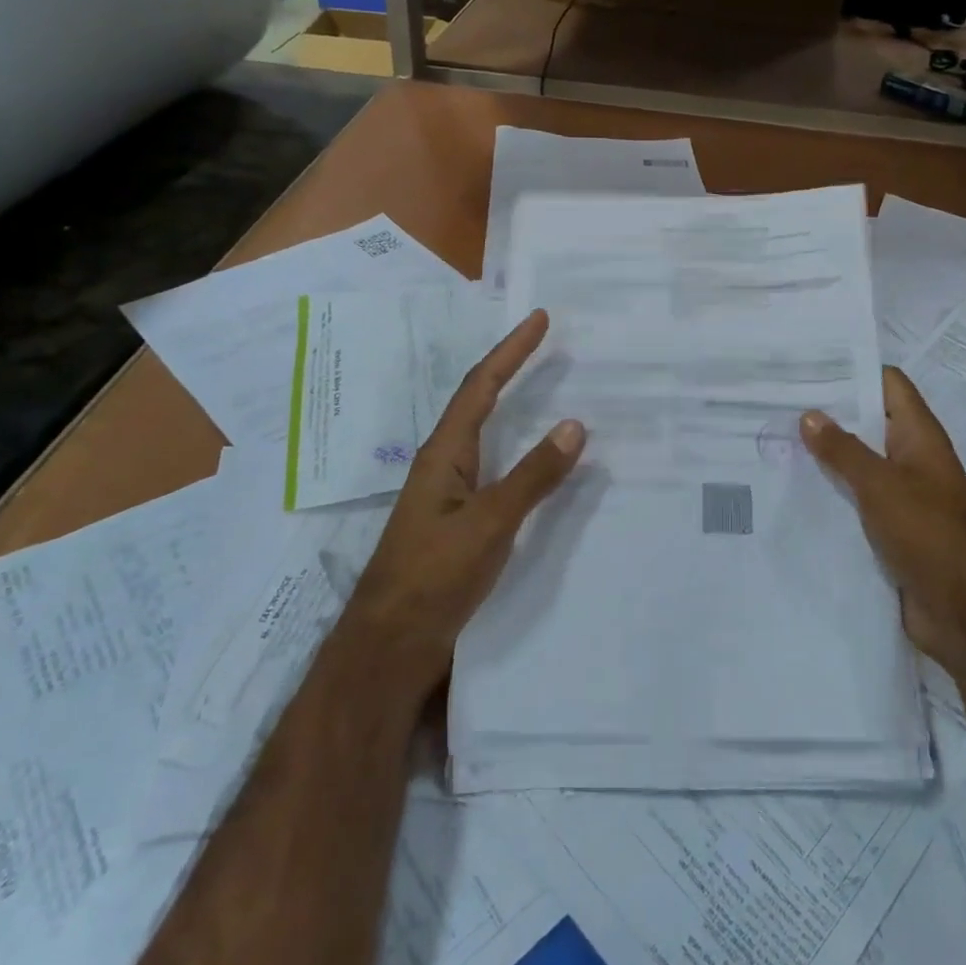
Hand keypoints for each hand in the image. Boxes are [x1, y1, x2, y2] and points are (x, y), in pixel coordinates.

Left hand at [348, 309, 584, 698]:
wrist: (391, 646)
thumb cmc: (434, 577)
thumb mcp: (489, 523)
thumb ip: (532, 476)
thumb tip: (574, 424)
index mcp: (444, 453)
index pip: (481, 386)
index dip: (511, 350)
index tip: (540, 318)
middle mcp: (445, 463)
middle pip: (480, 401)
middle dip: (512, 368)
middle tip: (548, 343)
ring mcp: (451, 492)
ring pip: (488, 434)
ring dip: (516, 405)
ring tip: (550, 388)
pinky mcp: (460, 520)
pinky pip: (496, 466)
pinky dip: (522, 450)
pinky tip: (539, 460)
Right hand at [800, 368, 965, 681]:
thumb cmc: (931, 536)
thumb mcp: (882, 486)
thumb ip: (844, 450)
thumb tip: (810, 414)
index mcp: (919, 437)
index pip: (888, 384)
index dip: (852, 369)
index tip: (805, 365)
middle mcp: (911, 460)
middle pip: (867, 423)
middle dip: (827, 414)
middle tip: (774, 403)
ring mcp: (901, 497)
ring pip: (857, 464)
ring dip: (824, 456)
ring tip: (772, 441)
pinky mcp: (890, 531)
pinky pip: (855, 502)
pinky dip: (829, 494)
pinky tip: (791, 492)